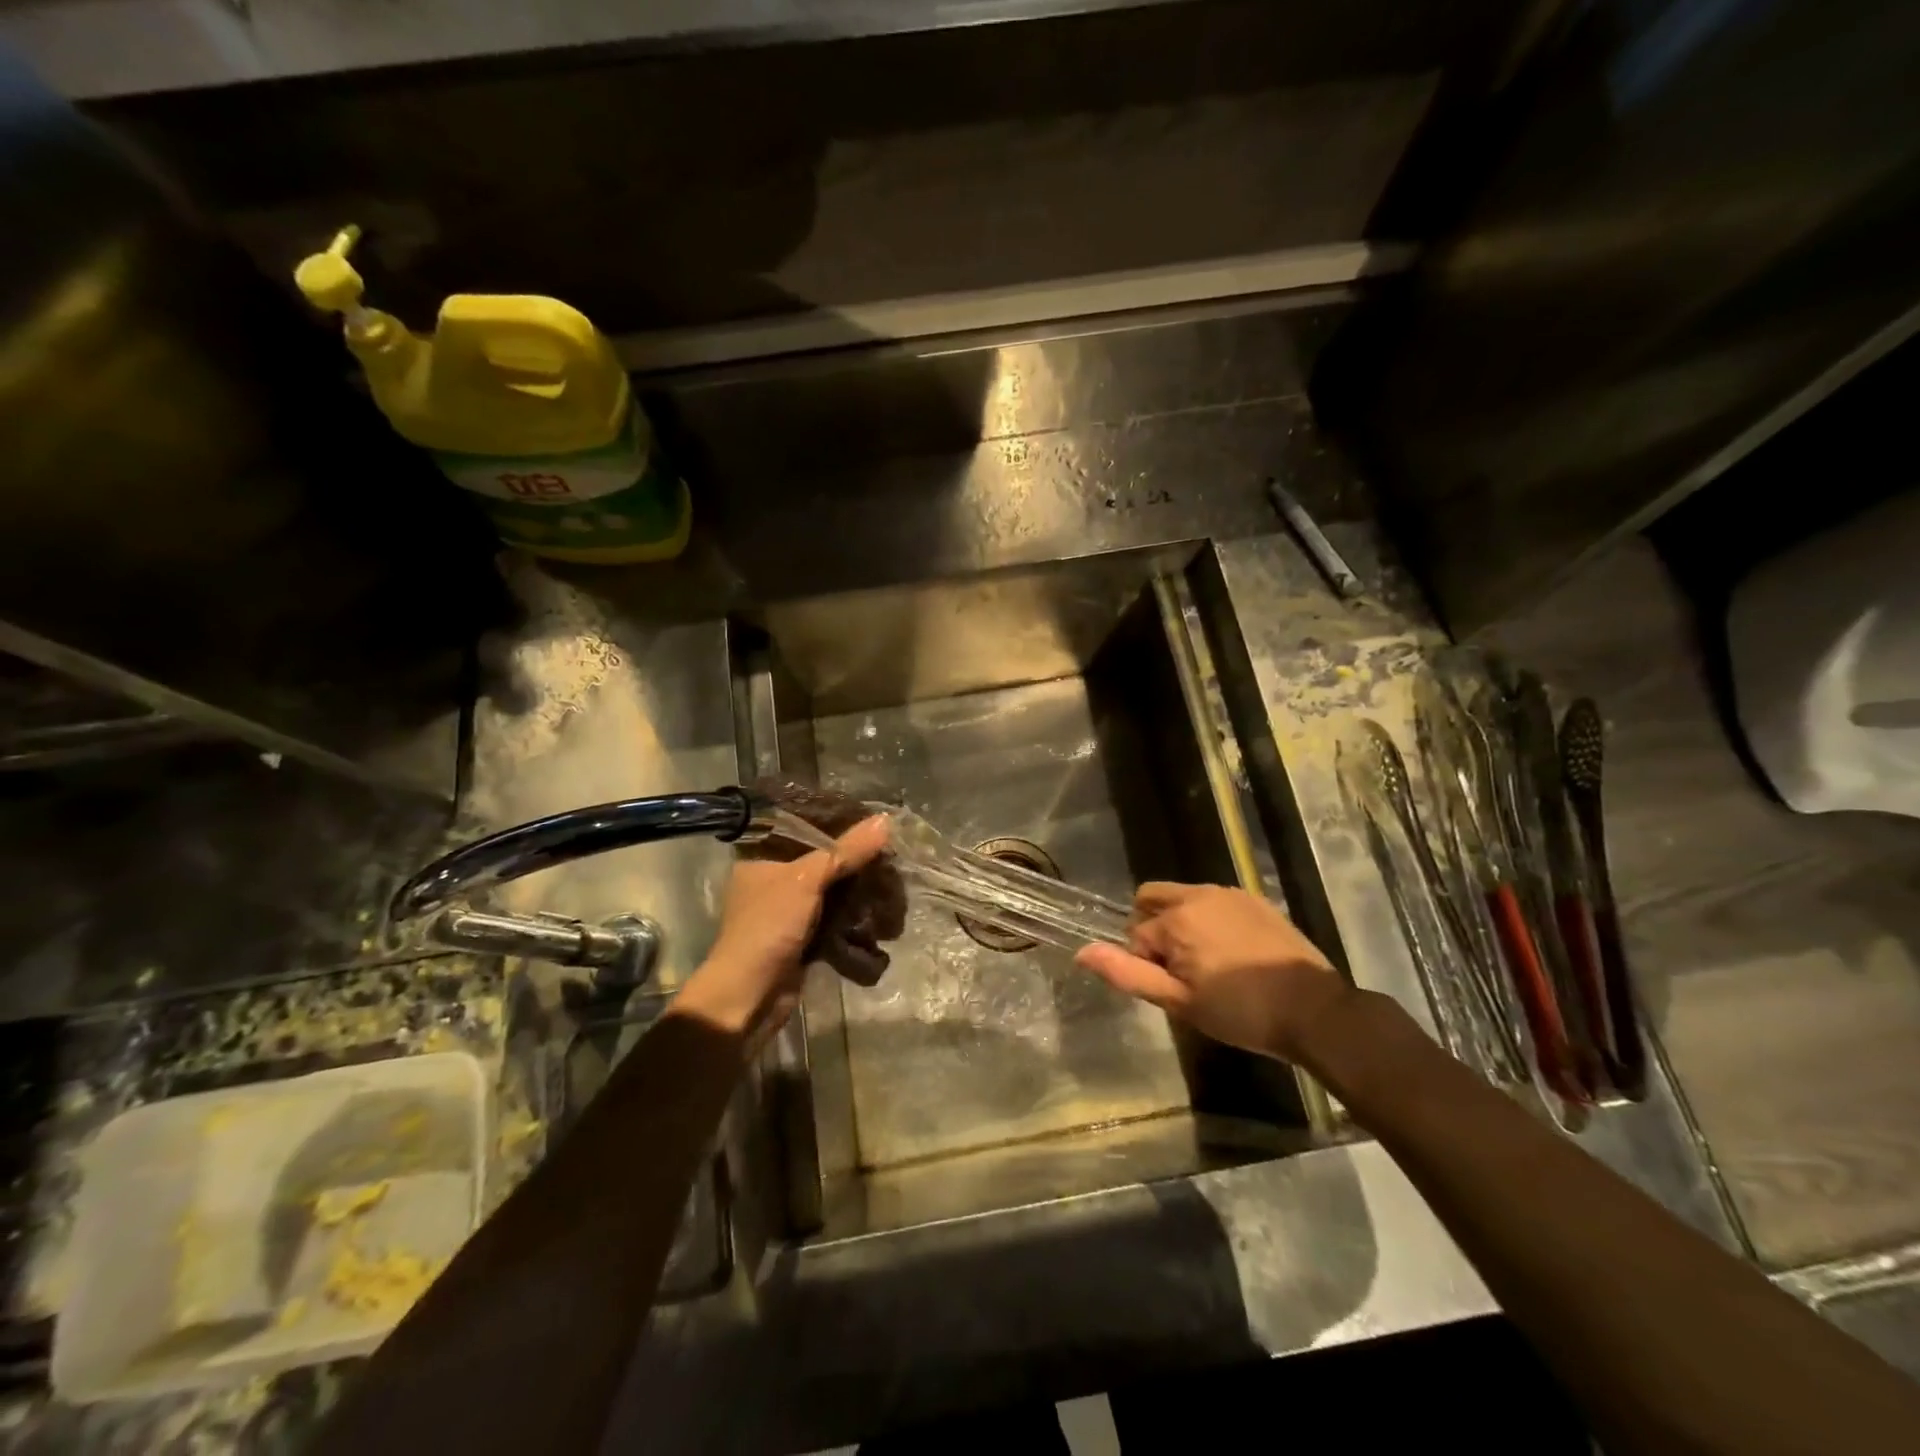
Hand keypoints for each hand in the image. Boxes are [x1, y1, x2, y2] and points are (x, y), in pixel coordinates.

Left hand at [674, 815, 891, 1041]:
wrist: (750, 997)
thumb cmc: (769, 927)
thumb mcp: (807, 879)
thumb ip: (846, 851)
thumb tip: (886, 820)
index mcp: (763, 858)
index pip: (805, 829)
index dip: (839, 825)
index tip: (874, 823)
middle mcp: (775, 881)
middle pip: (825, 862)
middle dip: (858, 863)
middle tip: (892, 857)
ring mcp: (790, 912)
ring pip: (834, 892)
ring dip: (861, 893)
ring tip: (894, 887)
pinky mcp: (804, 939)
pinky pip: (837, 919)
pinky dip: (856, 919)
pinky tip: (882, 915)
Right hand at [1075, 883, 1350, 1061]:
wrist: (1315, 1011)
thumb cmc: (1241, 1012)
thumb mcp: (1179, 1002)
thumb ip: (1127, 973)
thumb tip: (1082, 951)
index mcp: (1176, 918)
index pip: (1135, 935)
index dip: (1146, 964)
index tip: (1173, 989)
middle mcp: (1198, 894)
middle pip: (1151, 899)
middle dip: (1153, 928)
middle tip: (1181, 970)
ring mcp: (1229, 893)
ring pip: (1183, 898)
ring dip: (1181, 923)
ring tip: (1209, 965)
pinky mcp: (1255, 899)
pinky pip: (1214, 901)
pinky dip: (1209, 920)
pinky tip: (1233, 954)